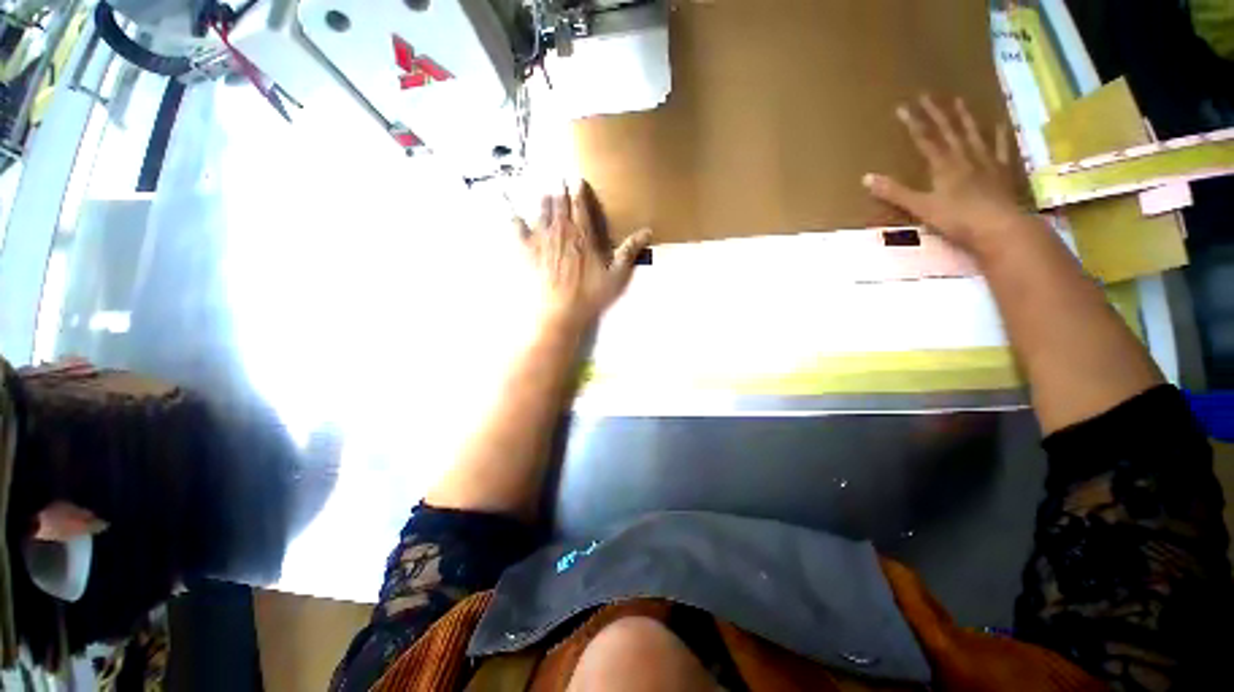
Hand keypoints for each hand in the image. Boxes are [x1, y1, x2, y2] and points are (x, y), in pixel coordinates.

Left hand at [516, 181, 651, 330]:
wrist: (559, 311)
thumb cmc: (590, 294)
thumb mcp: (616, 275)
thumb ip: (629, 251)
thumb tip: (648, 230)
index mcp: (583, 234)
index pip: (580, 205)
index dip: (579, 190)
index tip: (577, 179)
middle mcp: (561, 230)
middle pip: (560, 203)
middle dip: (560, 190)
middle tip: (559, 179)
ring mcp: (541, 238)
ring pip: (541, 211)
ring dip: (544, 200)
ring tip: (545, 193)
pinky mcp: (525, 249)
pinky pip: (517, 227)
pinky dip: (515, 218)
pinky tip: (514, 213)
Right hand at [863, 95, 1022, 256]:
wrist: (999, 228)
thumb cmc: (957, 219)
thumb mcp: (920, 208)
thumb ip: (895, 193)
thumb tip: (866, 178)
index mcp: (943, 165)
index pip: (925, 139)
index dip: (913, 122)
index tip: (903, 106)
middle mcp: (964, 157)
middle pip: (949, 131)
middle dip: (936, 113)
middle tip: (928, 94)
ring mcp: (986, 162)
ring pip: (973, 134)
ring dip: (965, 117)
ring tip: (959, 100)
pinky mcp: (1002, 172)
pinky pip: (1000, 148)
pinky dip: (999, 135)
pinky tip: (998, 123)